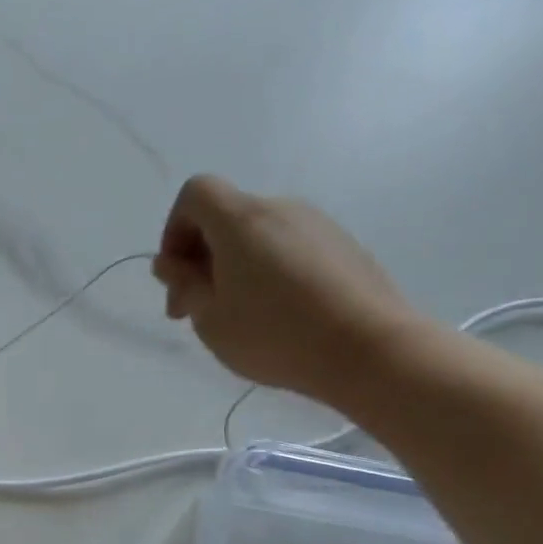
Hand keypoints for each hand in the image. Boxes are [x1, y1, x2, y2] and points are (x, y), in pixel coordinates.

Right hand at [151, 175, 421, 405]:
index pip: (195, 193)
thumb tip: (171, 263)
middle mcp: (281, 209)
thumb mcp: (210, 319)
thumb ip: (185, 285)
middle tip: (196, 310)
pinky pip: (291, 249)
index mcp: (242, 220)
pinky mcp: (345, 248)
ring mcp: (319, 226)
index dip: (174, 229)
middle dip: (202, 257)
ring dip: (236, 267)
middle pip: (227, 217)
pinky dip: (271, 272)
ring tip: (240, 317)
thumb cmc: (276, 335)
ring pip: (259, 236)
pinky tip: (279, 316)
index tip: (177, 276)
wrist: (371, 350)